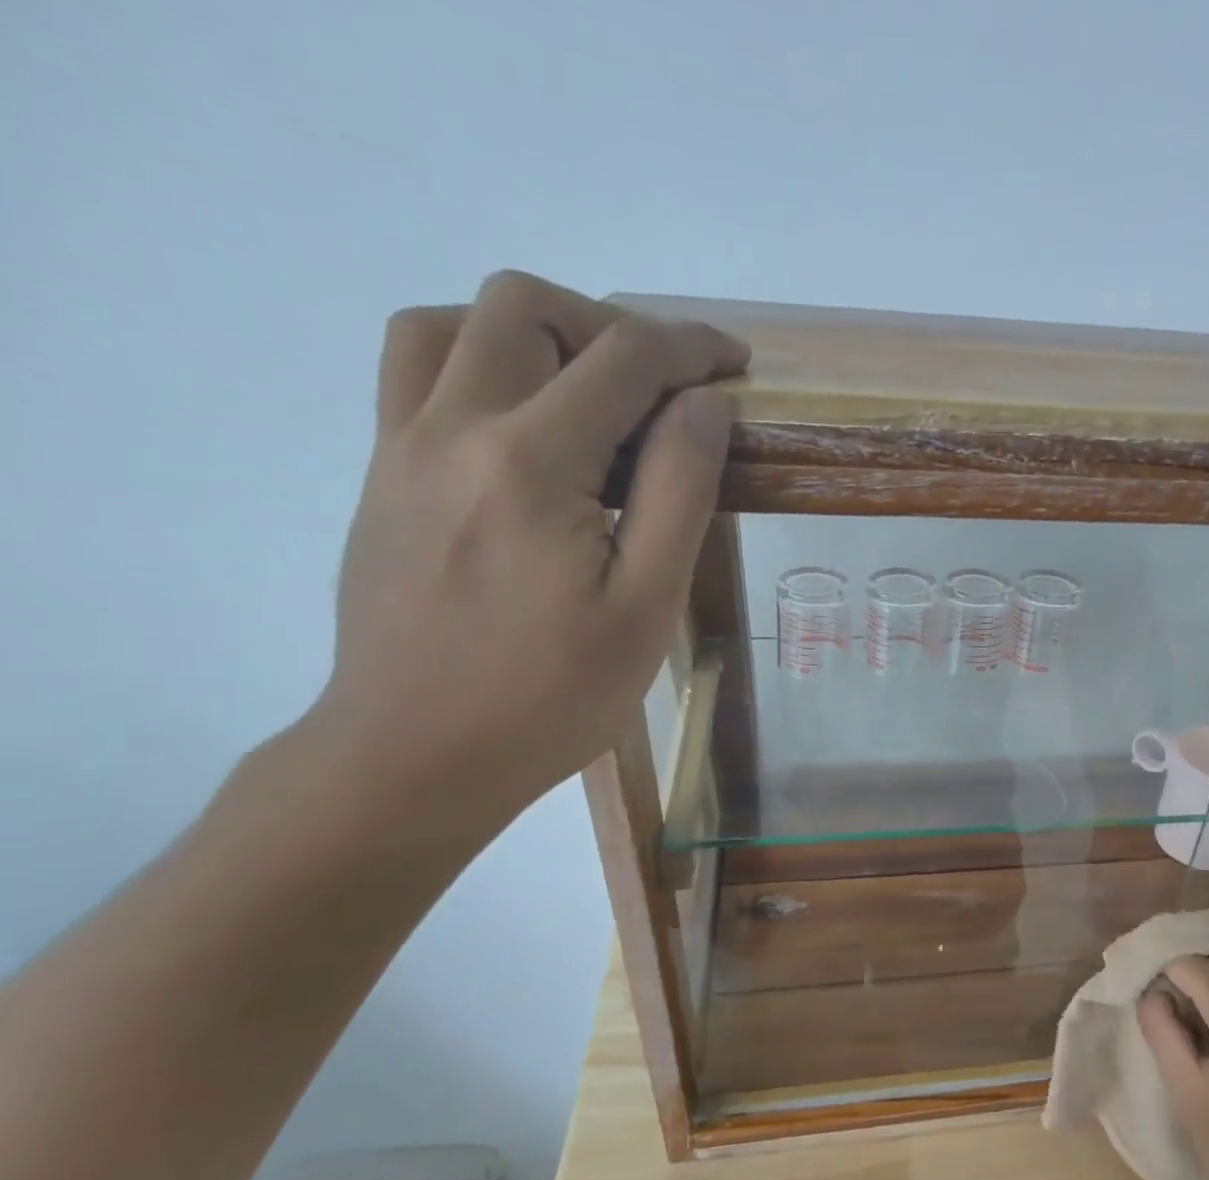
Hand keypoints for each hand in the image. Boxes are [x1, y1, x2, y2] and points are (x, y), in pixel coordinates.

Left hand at [310, 270, 748, 824]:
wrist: (417, 754)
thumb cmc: (552, 696)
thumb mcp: (644, 606)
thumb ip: (679, 491)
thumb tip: (705, 405)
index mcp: (531, 461)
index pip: (624, 358)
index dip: (691, 348)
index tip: (736, 365)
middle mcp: (454, 427)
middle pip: (527, 306)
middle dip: (612, 328)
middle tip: (664, 390)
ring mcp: (403, 446)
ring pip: (454, 322)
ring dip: (536, 334)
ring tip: (589, 395)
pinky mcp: (382, 475)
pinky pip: (417, 371)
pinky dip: (479, 361)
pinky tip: (525, 427)